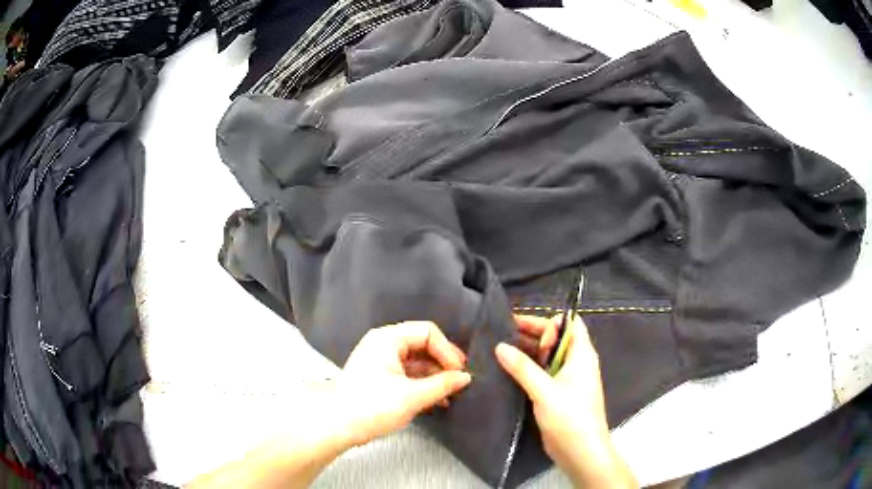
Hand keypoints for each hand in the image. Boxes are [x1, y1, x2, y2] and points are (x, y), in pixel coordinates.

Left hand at [333, 321, 471, 447]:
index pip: (428, 332)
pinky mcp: (378, 376)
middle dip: (443, 362)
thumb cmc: (373, 406)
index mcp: (388, 339)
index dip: (447, 351)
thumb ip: (443, 384)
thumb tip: (465, 377)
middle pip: (422, 344)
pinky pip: (406, 372)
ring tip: (450, 394)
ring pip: (415, 360)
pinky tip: (435, 399)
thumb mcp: (413, 396)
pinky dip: (422, 383)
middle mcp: (383, 343)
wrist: (338, 425)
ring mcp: (379, 360)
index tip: (459, 372)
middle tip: (459, 379)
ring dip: (434, 375)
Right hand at [496, 315, 636, 488]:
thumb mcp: (544, 391)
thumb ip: (522, 368)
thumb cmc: (570, 417)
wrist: (580, 451)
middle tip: (502, 333)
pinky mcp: (558, 394)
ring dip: (528, 352)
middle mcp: (576, 363)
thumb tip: (500, 346)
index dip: (548, 321)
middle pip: (556, 339)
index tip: (521, 325)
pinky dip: (528, 369)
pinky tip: (508, 371)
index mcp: (581, 355)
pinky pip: (544, 373)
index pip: (569, 323)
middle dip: (532, 334)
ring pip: (548, 357)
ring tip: (500, 349)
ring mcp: (567, 379)